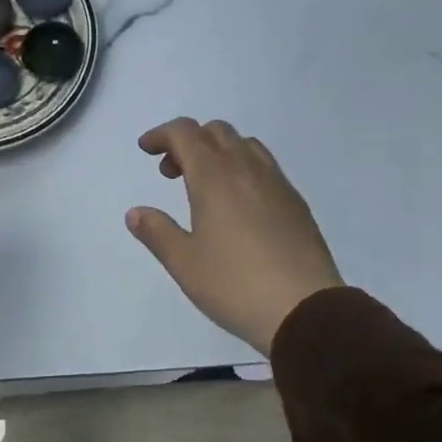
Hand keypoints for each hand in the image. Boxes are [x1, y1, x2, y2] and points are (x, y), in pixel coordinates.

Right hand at [126, 118, 344, 354]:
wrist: (305, 310)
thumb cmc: (234, 285)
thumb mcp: (184, 263)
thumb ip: (157, 232)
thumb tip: (136, 213)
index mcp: (215, 178)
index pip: (185, 133)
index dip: (162, 134)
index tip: (146, 150)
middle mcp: (247, 169)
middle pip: (216, 132)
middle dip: (189, 141)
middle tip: (172, 172)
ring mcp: (277, 184)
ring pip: (245, 145)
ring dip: (218, 151)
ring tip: (205, 185)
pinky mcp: (296, 203)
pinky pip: (265, 167)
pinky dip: (242, 168)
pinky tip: (238, 205)